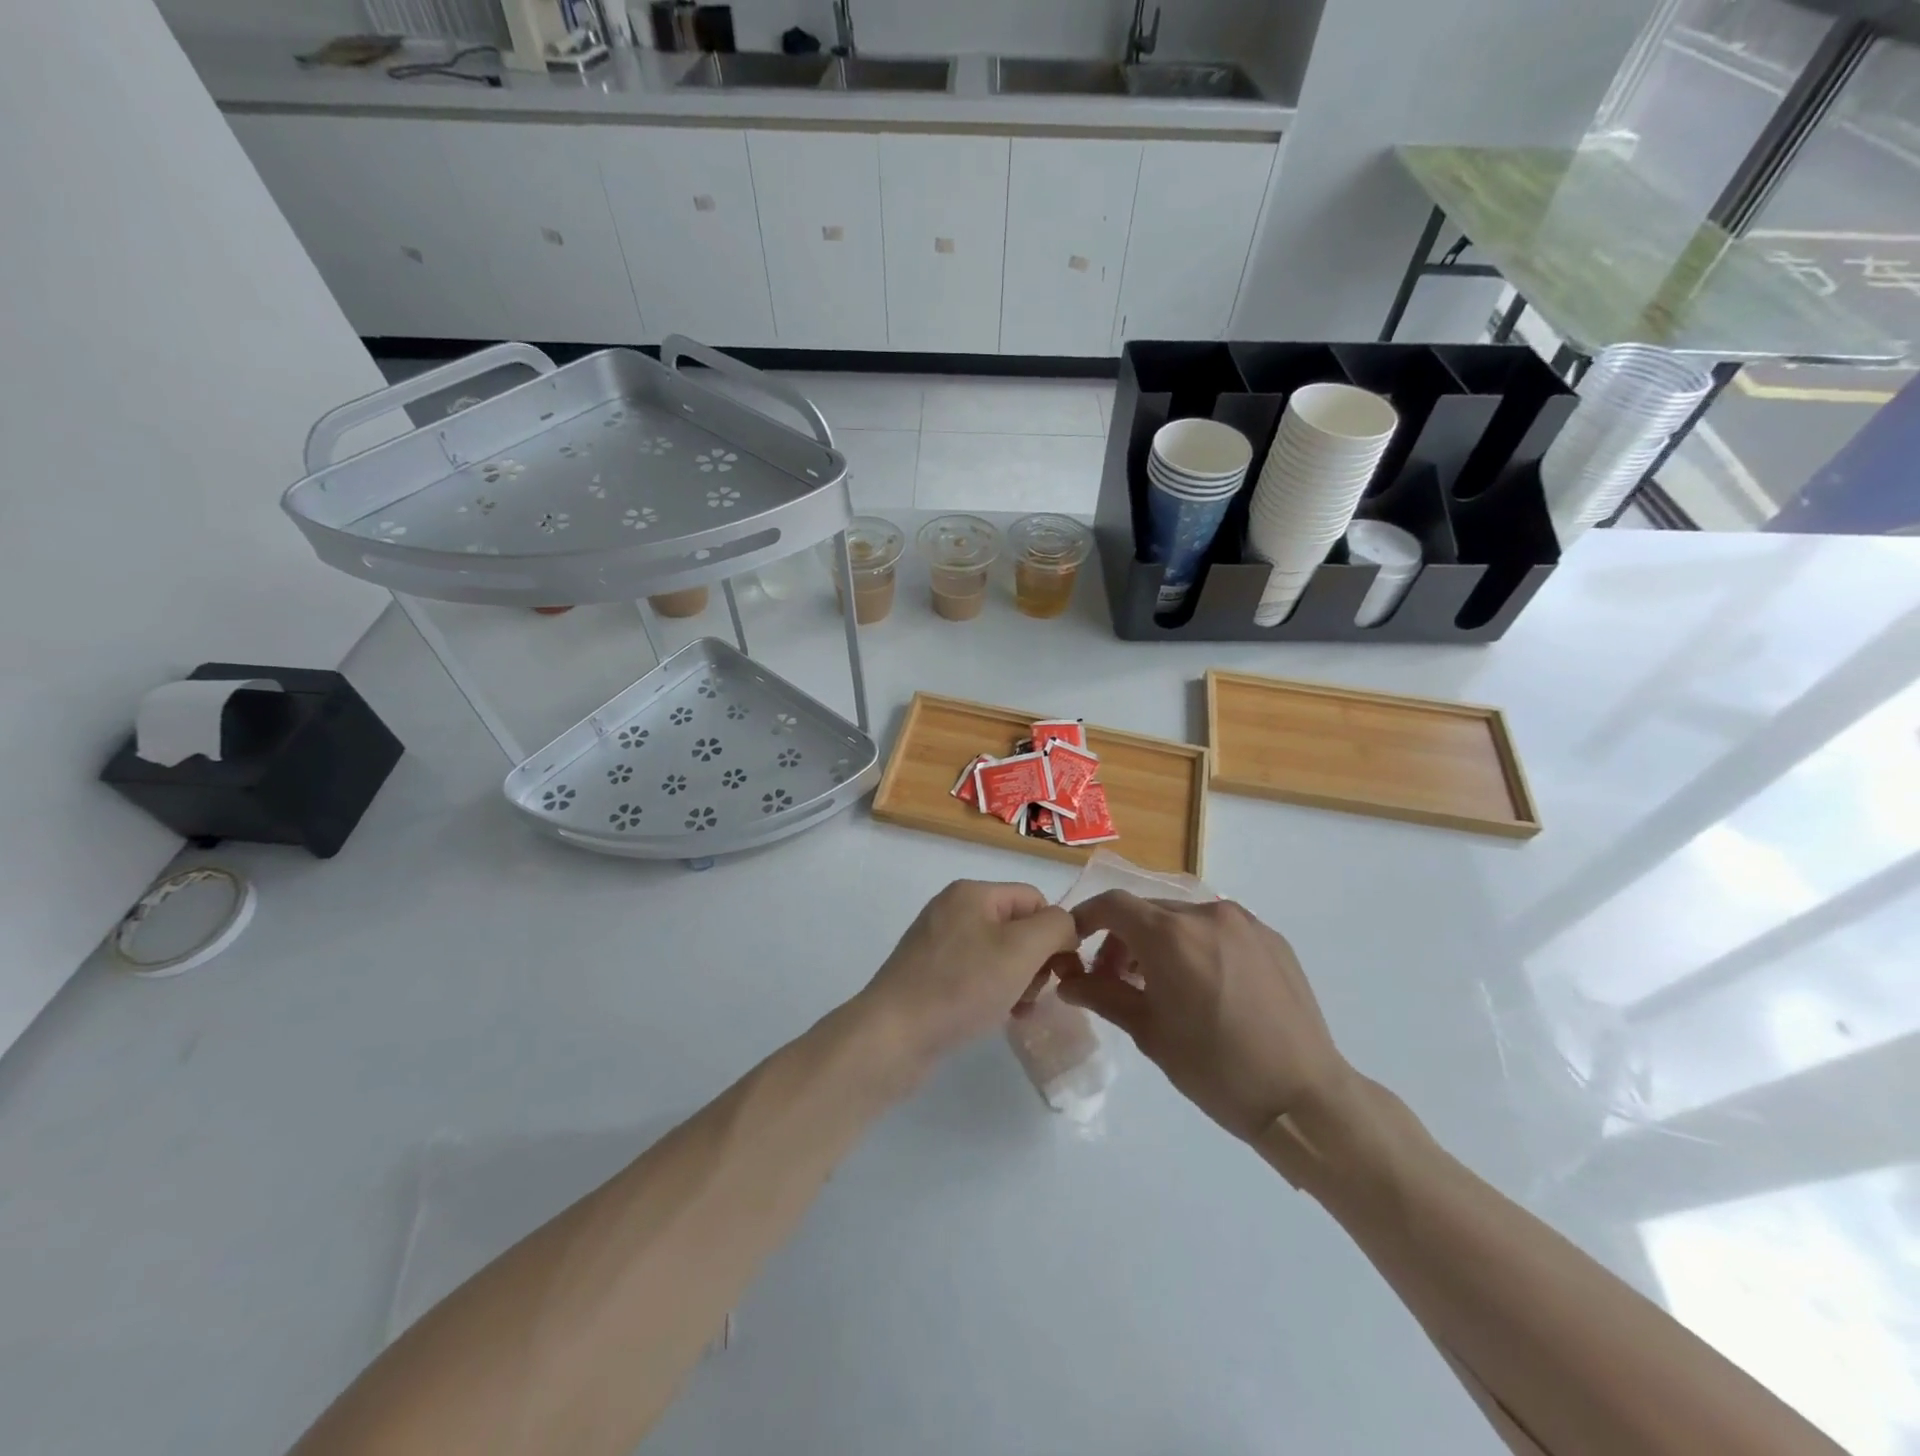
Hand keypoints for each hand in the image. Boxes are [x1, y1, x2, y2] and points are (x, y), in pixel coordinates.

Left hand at [858, 880, 1079, 1076]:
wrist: (893, 1036)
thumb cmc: (961, 986)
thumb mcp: (1021, 950)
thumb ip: (1055, 927)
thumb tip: (1065, 927)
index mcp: (972, 893)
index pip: (1034, 899)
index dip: (1054, 933)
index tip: (1059, 972)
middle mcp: (952, 910)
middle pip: (1017, 927)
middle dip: (1035, 961)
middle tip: (1031, 994)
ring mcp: (937, 943)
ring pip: (999, 955)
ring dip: (1017, 981)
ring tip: (1015, 1010)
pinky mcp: (929, 975)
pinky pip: (976, 975)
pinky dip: (993, 993)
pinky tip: (997, 1017)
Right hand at [1055, 892, 1353, 1143]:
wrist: (1303, 1098)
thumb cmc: (1215, 1069)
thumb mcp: (1149, 1033)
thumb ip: (1103, 996)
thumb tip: (1067, 982)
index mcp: (1171, 935)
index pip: (1113, 905)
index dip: (1086, 918)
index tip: (1076, 945)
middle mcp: (1206, 914)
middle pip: (1148, 911)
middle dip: (1123, 938)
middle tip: (1115, 980)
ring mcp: (1244, 923)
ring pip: (1184, 919)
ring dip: (1161, 942)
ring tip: (1161, 986)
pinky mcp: (1272, 938)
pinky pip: (1219, 930)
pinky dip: (1198, 946)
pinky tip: (1205, 987)